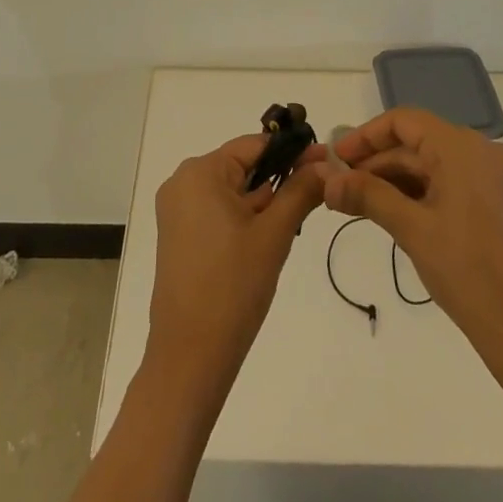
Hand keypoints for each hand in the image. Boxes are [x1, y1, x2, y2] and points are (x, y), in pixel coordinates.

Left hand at [146, 135, 324, 396]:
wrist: (190, 356)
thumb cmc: (233, 287)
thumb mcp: (274, 234)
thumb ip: (300, 191)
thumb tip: (326, 162)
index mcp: (200, 172)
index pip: (254, 145)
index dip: (291, 152)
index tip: (325, 163)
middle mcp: (182, 181)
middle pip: (242, 166)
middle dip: (278, 180)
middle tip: (315, 198)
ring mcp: (176, 209)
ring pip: (232, 190)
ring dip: (262, 202)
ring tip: (291, 225)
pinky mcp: (178, 234)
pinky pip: (217, 210)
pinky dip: (243, 218)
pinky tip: (264, 241)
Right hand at [325, 108, 502, 401]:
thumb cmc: (470, 272)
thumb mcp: (412, 230)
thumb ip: (368, 196)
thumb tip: (328, 181)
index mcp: (462, 147)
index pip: (403, 121)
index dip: (365, 135)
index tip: (335, 158)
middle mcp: (481, 152)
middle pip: (416, 143)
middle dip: (375, 162)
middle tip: (337, 186)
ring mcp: (493, 178)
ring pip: (431, 165)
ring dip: (393, 180)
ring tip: (355, 203)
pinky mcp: (497, 203)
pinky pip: (448, 184)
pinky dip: (418, 194)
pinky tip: (390, 213)